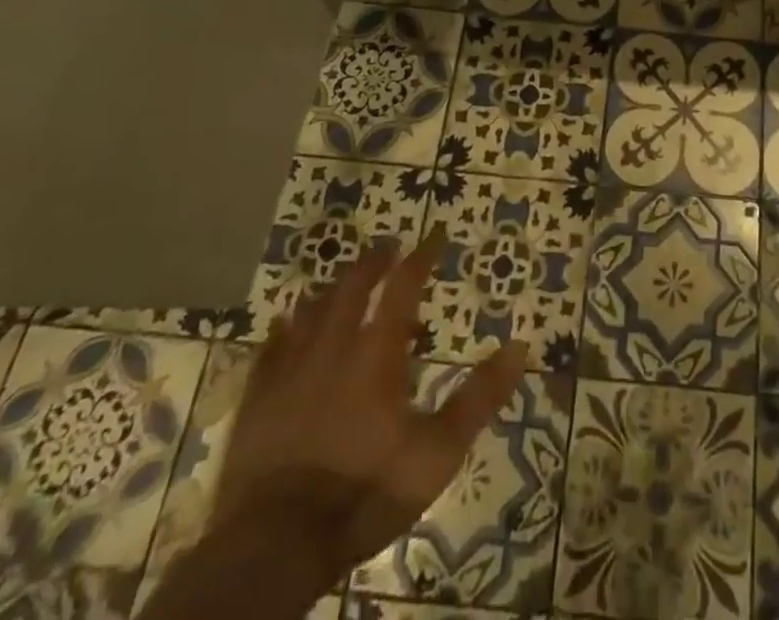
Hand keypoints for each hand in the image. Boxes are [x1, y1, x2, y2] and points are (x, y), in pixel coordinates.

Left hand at [211, 232, 527, 579]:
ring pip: (311, 309)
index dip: (422, 255)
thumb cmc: (365, 492)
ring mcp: (290, 370)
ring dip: (332, 288)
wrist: (275, 546)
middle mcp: (334, 347)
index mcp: (377, 352)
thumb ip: (479, 397)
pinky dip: (284, 328)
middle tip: (389, 246)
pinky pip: (270, 348)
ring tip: (344, 279)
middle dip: (374, 262)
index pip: (404, 285)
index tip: (436, 233)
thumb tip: (520, 347)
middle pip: (353, 286)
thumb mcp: (437, 452)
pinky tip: (285, 324)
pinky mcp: (258, 400)